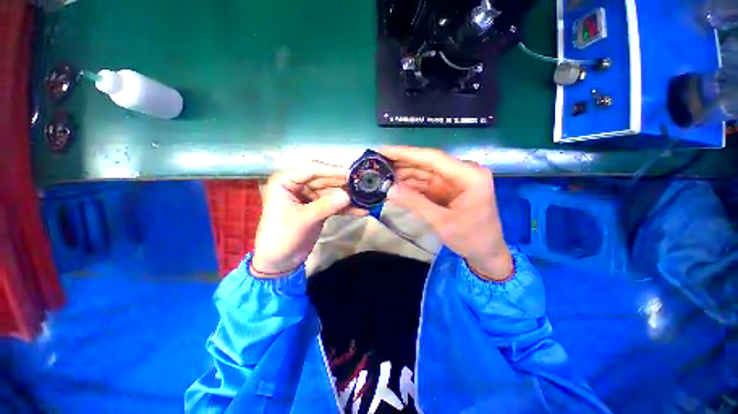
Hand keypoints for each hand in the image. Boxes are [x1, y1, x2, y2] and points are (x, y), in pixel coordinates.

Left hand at [251, 161, 362, 277]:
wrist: (280, 261)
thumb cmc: (283, 237)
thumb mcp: (304, 219)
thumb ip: (326, 206)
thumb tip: (348, 195)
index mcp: (286, 181)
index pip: (312, 169)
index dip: (332, 170)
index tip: (352, 174)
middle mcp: (298, 185)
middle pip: (325, 179)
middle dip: (343, 183)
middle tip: (363, 183)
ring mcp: (310, 196)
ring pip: (332, 191)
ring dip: (347, 195)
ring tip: (366, 196)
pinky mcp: (318, 207)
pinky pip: (334, 204)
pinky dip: (346, 208)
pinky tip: (362, 210)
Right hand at [381, 146, 512, 280]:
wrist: (487, 253)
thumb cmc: (472, 238)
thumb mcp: (442, 222)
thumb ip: (415, 203)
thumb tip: (389, 189)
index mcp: (469, 175)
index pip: (433, 158)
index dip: (406, 153)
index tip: (384, 150)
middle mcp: (463, 172)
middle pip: (427, 163)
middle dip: (402, 164)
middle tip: (377, 164)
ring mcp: (455, 181)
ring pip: (425, 173)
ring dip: (404, 174)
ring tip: (382, 174)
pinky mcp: (448, 189)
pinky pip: (426, 184)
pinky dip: (411, 185)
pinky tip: (395, 185)